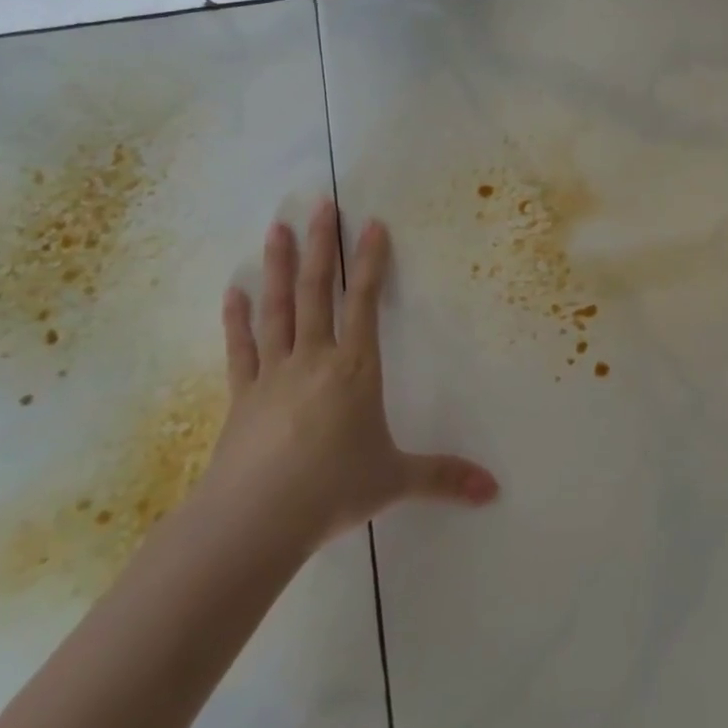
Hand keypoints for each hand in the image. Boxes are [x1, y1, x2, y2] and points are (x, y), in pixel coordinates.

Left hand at [204, 199, 498, 556]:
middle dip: (321, 245)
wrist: (253, 522)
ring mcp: (273, 373)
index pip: (366, 302)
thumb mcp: (395, 481)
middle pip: (317, 290)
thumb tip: (494, 490)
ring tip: (277, 228)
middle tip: (319, 205)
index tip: (372, 223)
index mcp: (354, 369)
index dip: (371, 261)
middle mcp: (314, 358)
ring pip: (277, 308)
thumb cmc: (332, 491)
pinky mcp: (241, 395)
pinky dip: (235, 318)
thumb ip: (443, 477)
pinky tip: (232, 291)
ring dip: (278, 266)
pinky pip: (240, 348)